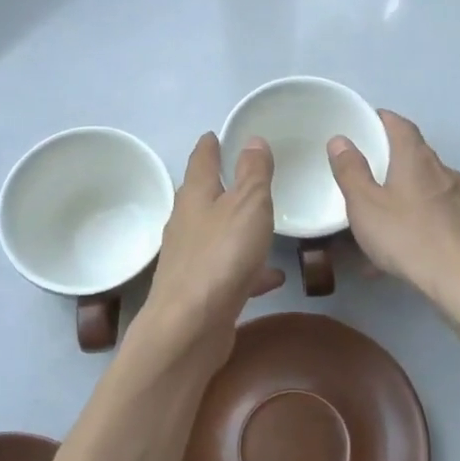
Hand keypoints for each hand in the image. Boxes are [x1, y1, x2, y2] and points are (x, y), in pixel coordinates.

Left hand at [143, 133, 282, 365]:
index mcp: (195, 196)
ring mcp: (190, 259)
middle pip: (201, 197)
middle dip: (218, 185)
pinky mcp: (200, 291)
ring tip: (260, 224)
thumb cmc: (221, 256)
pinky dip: (249, 268)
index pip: (201, 161)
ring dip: (235, 227)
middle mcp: (186, 224)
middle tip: (239, 174)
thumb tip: (252, 139)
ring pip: (215, 235)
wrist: (190, 326)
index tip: (213, 134)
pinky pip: (230, 271)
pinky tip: (272, 276)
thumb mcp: (248, 205)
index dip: (209, 146)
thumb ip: (253, 173)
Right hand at [327, 111, 459, 317]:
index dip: (382, 120)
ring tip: (378, 224)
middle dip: (390, 162)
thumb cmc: (408, 236)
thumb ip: (350, 171)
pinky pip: (435, 218)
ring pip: (425, 190)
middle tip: (366, 175)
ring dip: (402, 198)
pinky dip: (416, 225)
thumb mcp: (365, 205)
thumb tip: (341, 140)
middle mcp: (443, 171)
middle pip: (415, 156)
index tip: (365, 124)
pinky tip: (400, 255)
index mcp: (416, 158)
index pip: (400, 125)